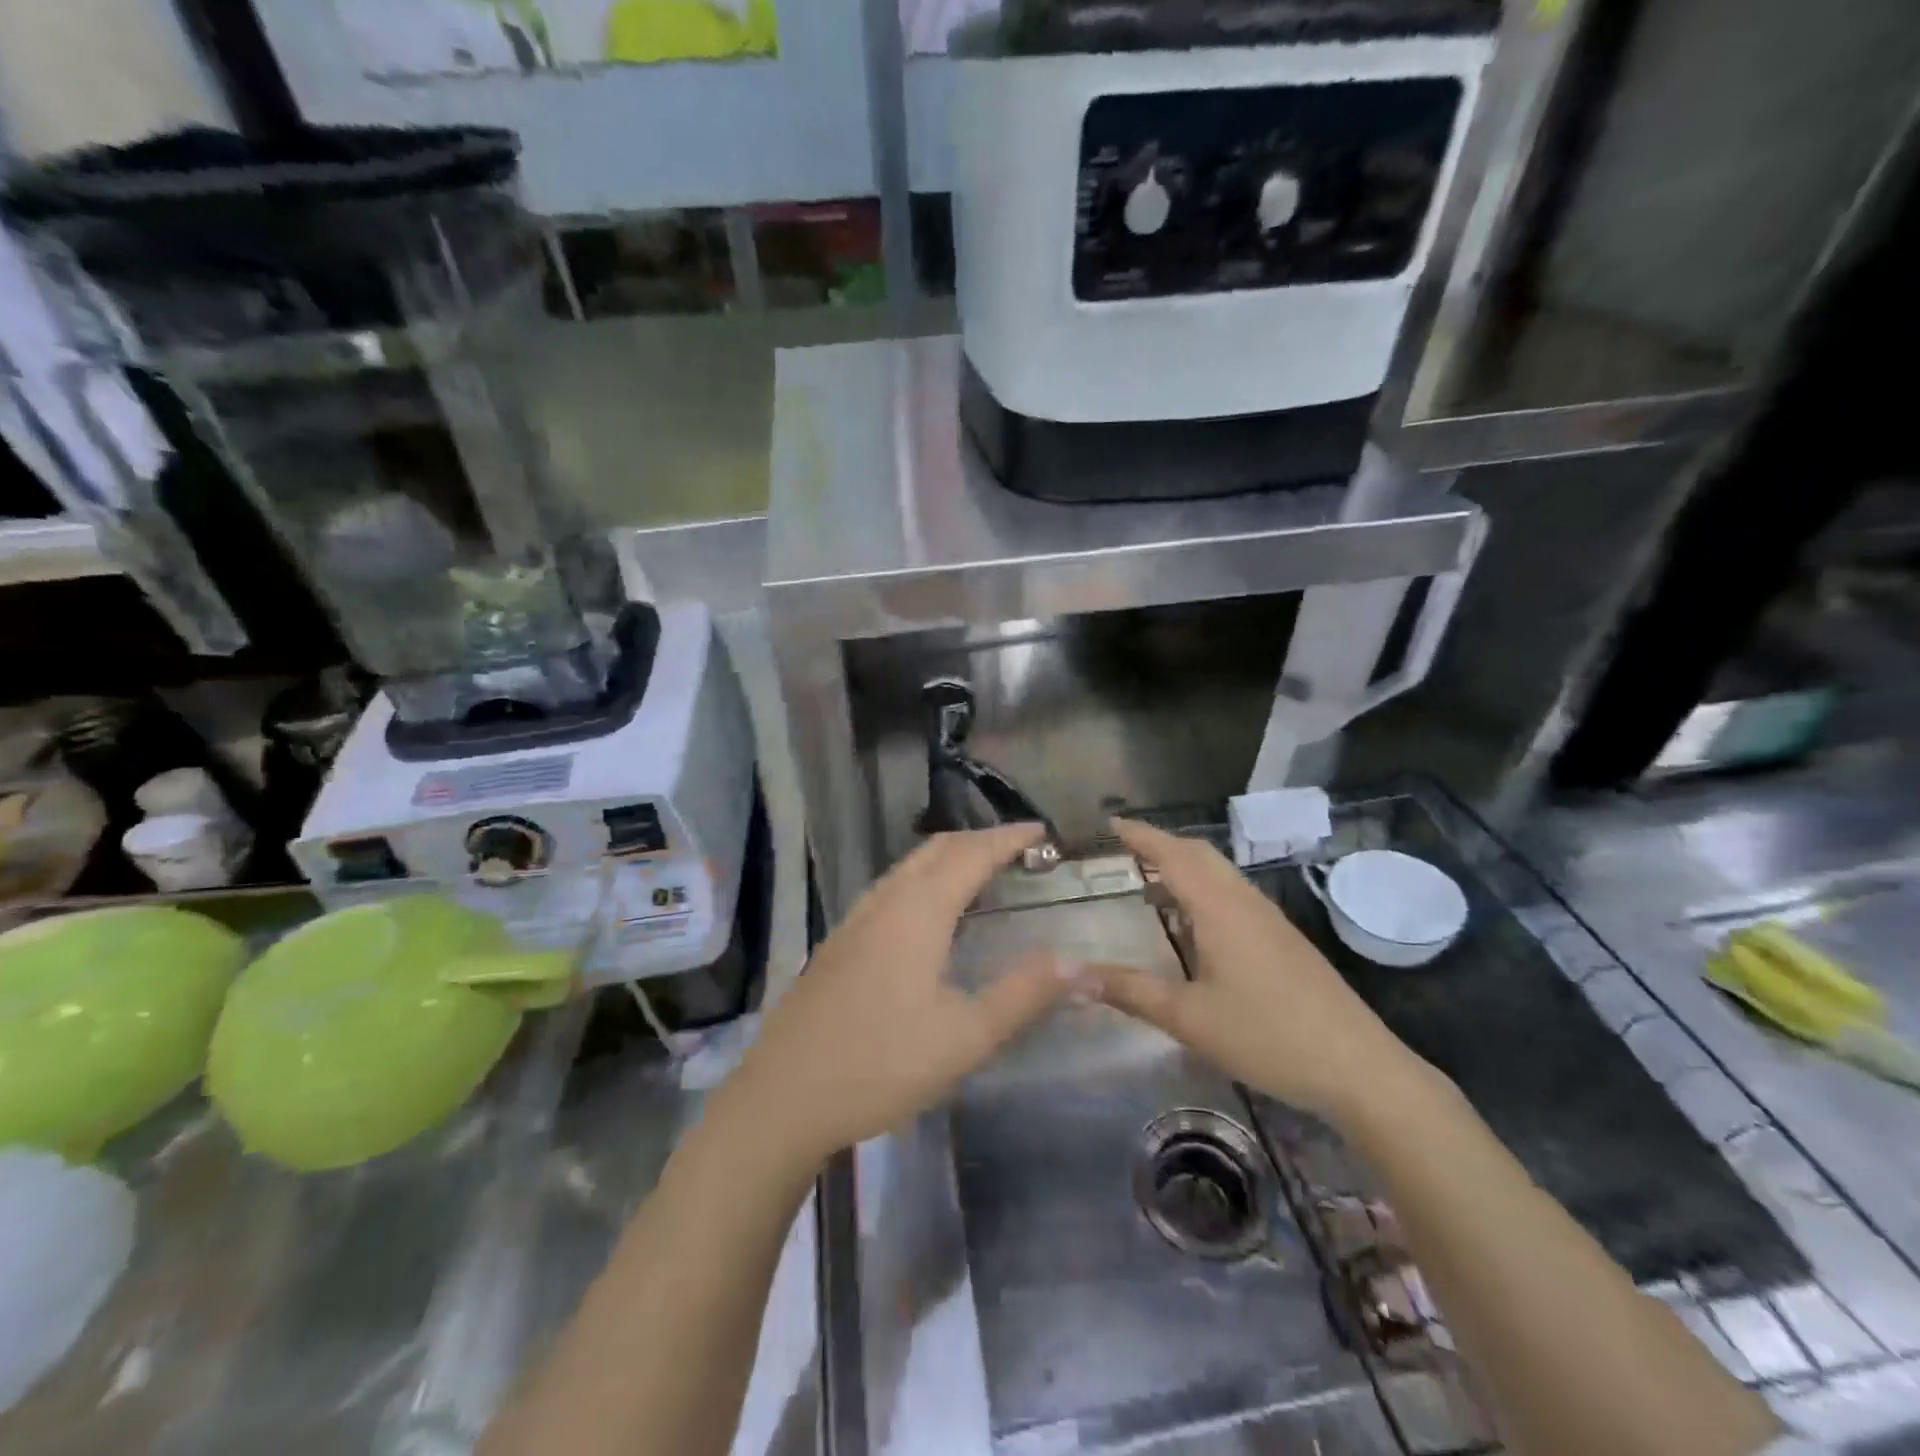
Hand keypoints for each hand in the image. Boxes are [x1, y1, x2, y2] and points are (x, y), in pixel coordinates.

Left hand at [722, 824, 1075, 1166]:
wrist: (783, 1096)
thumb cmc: (881, 1064)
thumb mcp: (966, 1036)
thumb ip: (1024, 994)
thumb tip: (1078, 962)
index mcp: (919, 911)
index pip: (972, 854)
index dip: (1008, 838)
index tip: (1041, 831)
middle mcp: (885, 901)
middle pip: (937, 849)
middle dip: (980, 840)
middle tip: (1018, 848)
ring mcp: (855, 920)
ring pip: (908, 867)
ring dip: (948, 857)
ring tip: (980, 871)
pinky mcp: (838, 943)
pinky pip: (890, 889)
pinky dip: (922, 879)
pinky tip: (927, 914)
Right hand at [1094, 819, 1430, 1124]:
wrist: (1360, 1068)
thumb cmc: (1268, 1036)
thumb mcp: (1188, 1019)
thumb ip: (1129, 991)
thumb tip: (1071, 975)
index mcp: (1219, 908)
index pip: (1173, 853)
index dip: (1139, 835)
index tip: (1108, 824)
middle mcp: (1244, 902)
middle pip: (1199, 854)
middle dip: (1160, 845)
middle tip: (1123, 852)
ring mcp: (1269, 919)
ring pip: (1220, 874)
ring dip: (1184, 867)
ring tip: (1149, 886)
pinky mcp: (1284, 939)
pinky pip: (1234, 895)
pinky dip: (1203, 890)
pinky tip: (1194, 926)